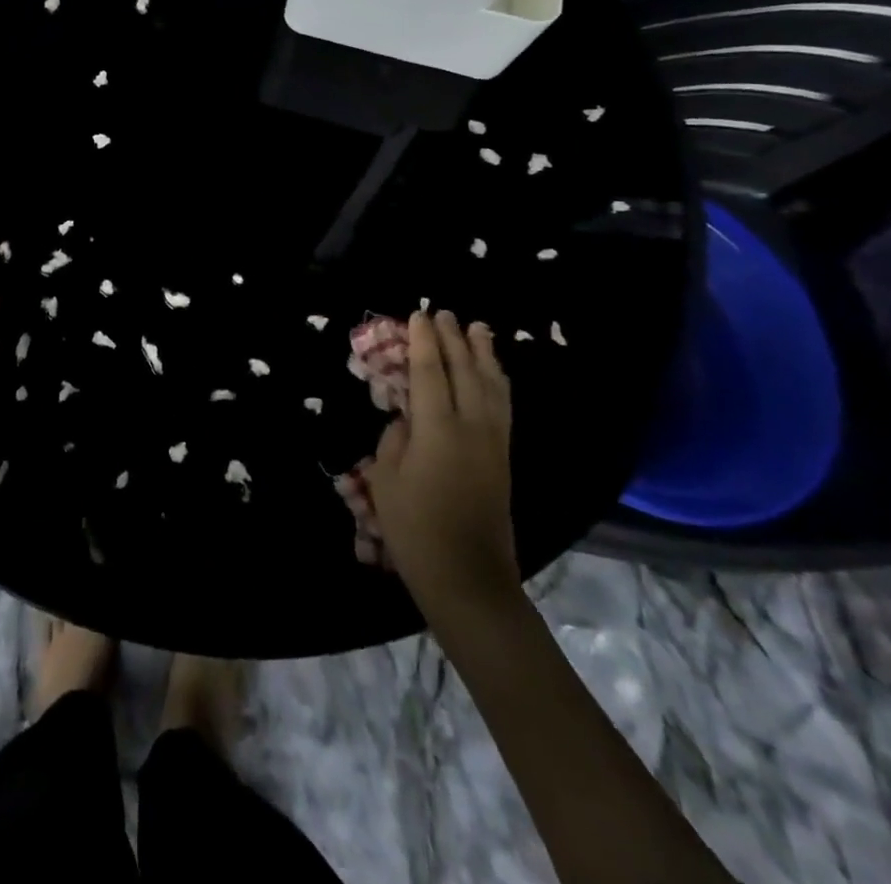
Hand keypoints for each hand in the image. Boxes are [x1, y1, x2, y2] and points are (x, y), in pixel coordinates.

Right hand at [367, 310, 520, 625]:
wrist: (468, 577)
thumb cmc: (415, 529)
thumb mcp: (386, 479)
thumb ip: (395, 439)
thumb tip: (407, 419)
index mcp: (438, 430)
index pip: (430, 373)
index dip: (423, 342)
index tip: (417, 315)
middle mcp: (472, 427)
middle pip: (465, 371)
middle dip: (453, 339)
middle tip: (443, 312)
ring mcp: (494, 442)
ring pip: (492, 385)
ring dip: (482, 354)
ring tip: (478, 328)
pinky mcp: (504, 458)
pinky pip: (503, 405)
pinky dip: (497, 381)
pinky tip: (493, 373)